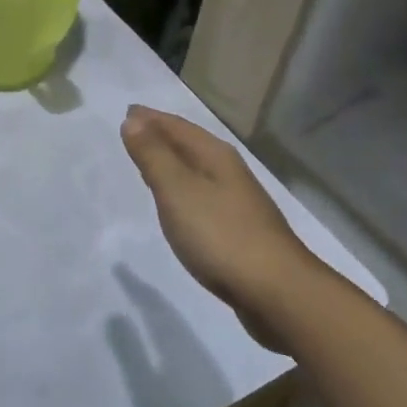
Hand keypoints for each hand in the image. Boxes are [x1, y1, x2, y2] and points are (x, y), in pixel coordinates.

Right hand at [120, 105, 325, 350]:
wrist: (278, 294)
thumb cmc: (221, 235)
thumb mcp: (177, 190)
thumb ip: (153, 155)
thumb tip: (133, 119)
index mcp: (215, 156)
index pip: (177, 126)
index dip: (151, 119)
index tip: (127, 112)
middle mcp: (229, 172)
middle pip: (189, 145)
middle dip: (161, 137)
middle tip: (133, 133)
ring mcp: (237, 203)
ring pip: (196, 171)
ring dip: (172, 163)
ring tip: (148, 164)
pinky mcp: (239, 231)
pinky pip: (201, 196)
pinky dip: (182, 190)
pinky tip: (176, 205)